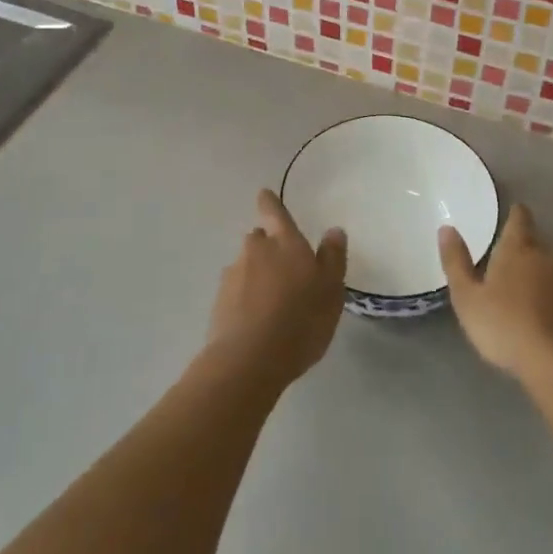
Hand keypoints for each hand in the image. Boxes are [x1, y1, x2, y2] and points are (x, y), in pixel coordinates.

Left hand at [205, 190, 346, 388]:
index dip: (269, 202)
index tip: (264, 194)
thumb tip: (333, 230)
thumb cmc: (301, 319)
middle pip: (259, 239)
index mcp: (285, 242)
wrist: (249, 359)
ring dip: (256, 275)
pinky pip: (235, 291)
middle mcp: (255, 250)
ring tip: (272, 302)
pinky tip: (256, 319)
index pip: (274, 212)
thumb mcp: (331, 290)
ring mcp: (233, 275)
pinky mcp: (219, 302)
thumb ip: (332, 257)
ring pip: (246, 265)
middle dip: (268, 246)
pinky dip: (244, 298)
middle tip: (284, 268)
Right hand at [439, 204, 552, 387]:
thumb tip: (447, 228)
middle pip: (535, 243)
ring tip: (521, 293)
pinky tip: (541, 316)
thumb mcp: (468, 298)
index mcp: (518, 248)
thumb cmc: (506, 326)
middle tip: (504, 263)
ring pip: (550, 268)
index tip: (511, 213)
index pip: (520, 218)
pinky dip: (551, 297)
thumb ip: (456, 262)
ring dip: (538, 274)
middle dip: (522, 249)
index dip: (515, 214)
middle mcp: (547, 256)